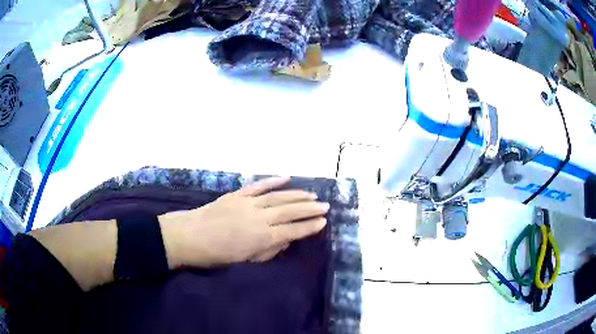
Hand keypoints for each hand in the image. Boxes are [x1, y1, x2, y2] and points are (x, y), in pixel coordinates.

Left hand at [159, 177, 328, 267]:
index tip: (323, 222)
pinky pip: (259, 186)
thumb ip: (268, 251)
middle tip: (325, 206)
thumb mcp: (245, 261)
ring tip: (312, 195)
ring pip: (278, 197)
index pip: (292, 231)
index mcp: (261, 238)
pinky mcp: (237, 195)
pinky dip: (273, 181)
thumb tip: (285, 242)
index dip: (309, 227)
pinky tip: (287, 177)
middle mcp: (259, 219)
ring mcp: (248, 204)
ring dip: (297, 195)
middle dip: (310, 209)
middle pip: (290, 211)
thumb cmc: (216, 255)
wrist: (188, 237)